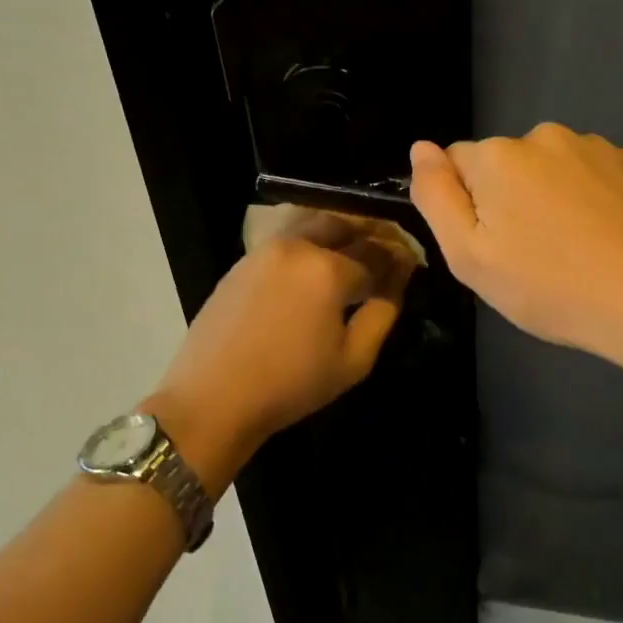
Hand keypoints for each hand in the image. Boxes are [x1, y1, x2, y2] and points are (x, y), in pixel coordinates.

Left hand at [143, 212, 413, 492]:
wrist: (213, 398)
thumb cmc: (291, 385)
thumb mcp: (353, 359)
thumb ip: (383, 312)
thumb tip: (398, 280)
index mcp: (329, 269)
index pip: (376, 253)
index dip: (397, 259)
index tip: (410, 264)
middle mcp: (299, 246)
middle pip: (344, 225)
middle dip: (369, 235)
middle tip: (383, 254)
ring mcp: (265, 249)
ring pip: (312, 225)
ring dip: (338, 233)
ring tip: (351, 256)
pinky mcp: (243, 261)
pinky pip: (286, 239)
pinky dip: (309, 242)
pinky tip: (313, 268)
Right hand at [408, 124, 622, 368]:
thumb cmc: (551, 287)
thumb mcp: (470, 257)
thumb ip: (436, 197)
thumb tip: (421, 148)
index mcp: (498, 156)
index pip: (456, 164)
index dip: (465, 207)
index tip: (491, 246)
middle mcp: (544, 136)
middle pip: (503, 164)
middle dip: (506, 200)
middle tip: (529, 256)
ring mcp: (594, 146)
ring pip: (547, 169)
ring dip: (547, 197)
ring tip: (571, 250)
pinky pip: (587, 174)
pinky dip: (586, 198)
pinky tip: (603, 238)